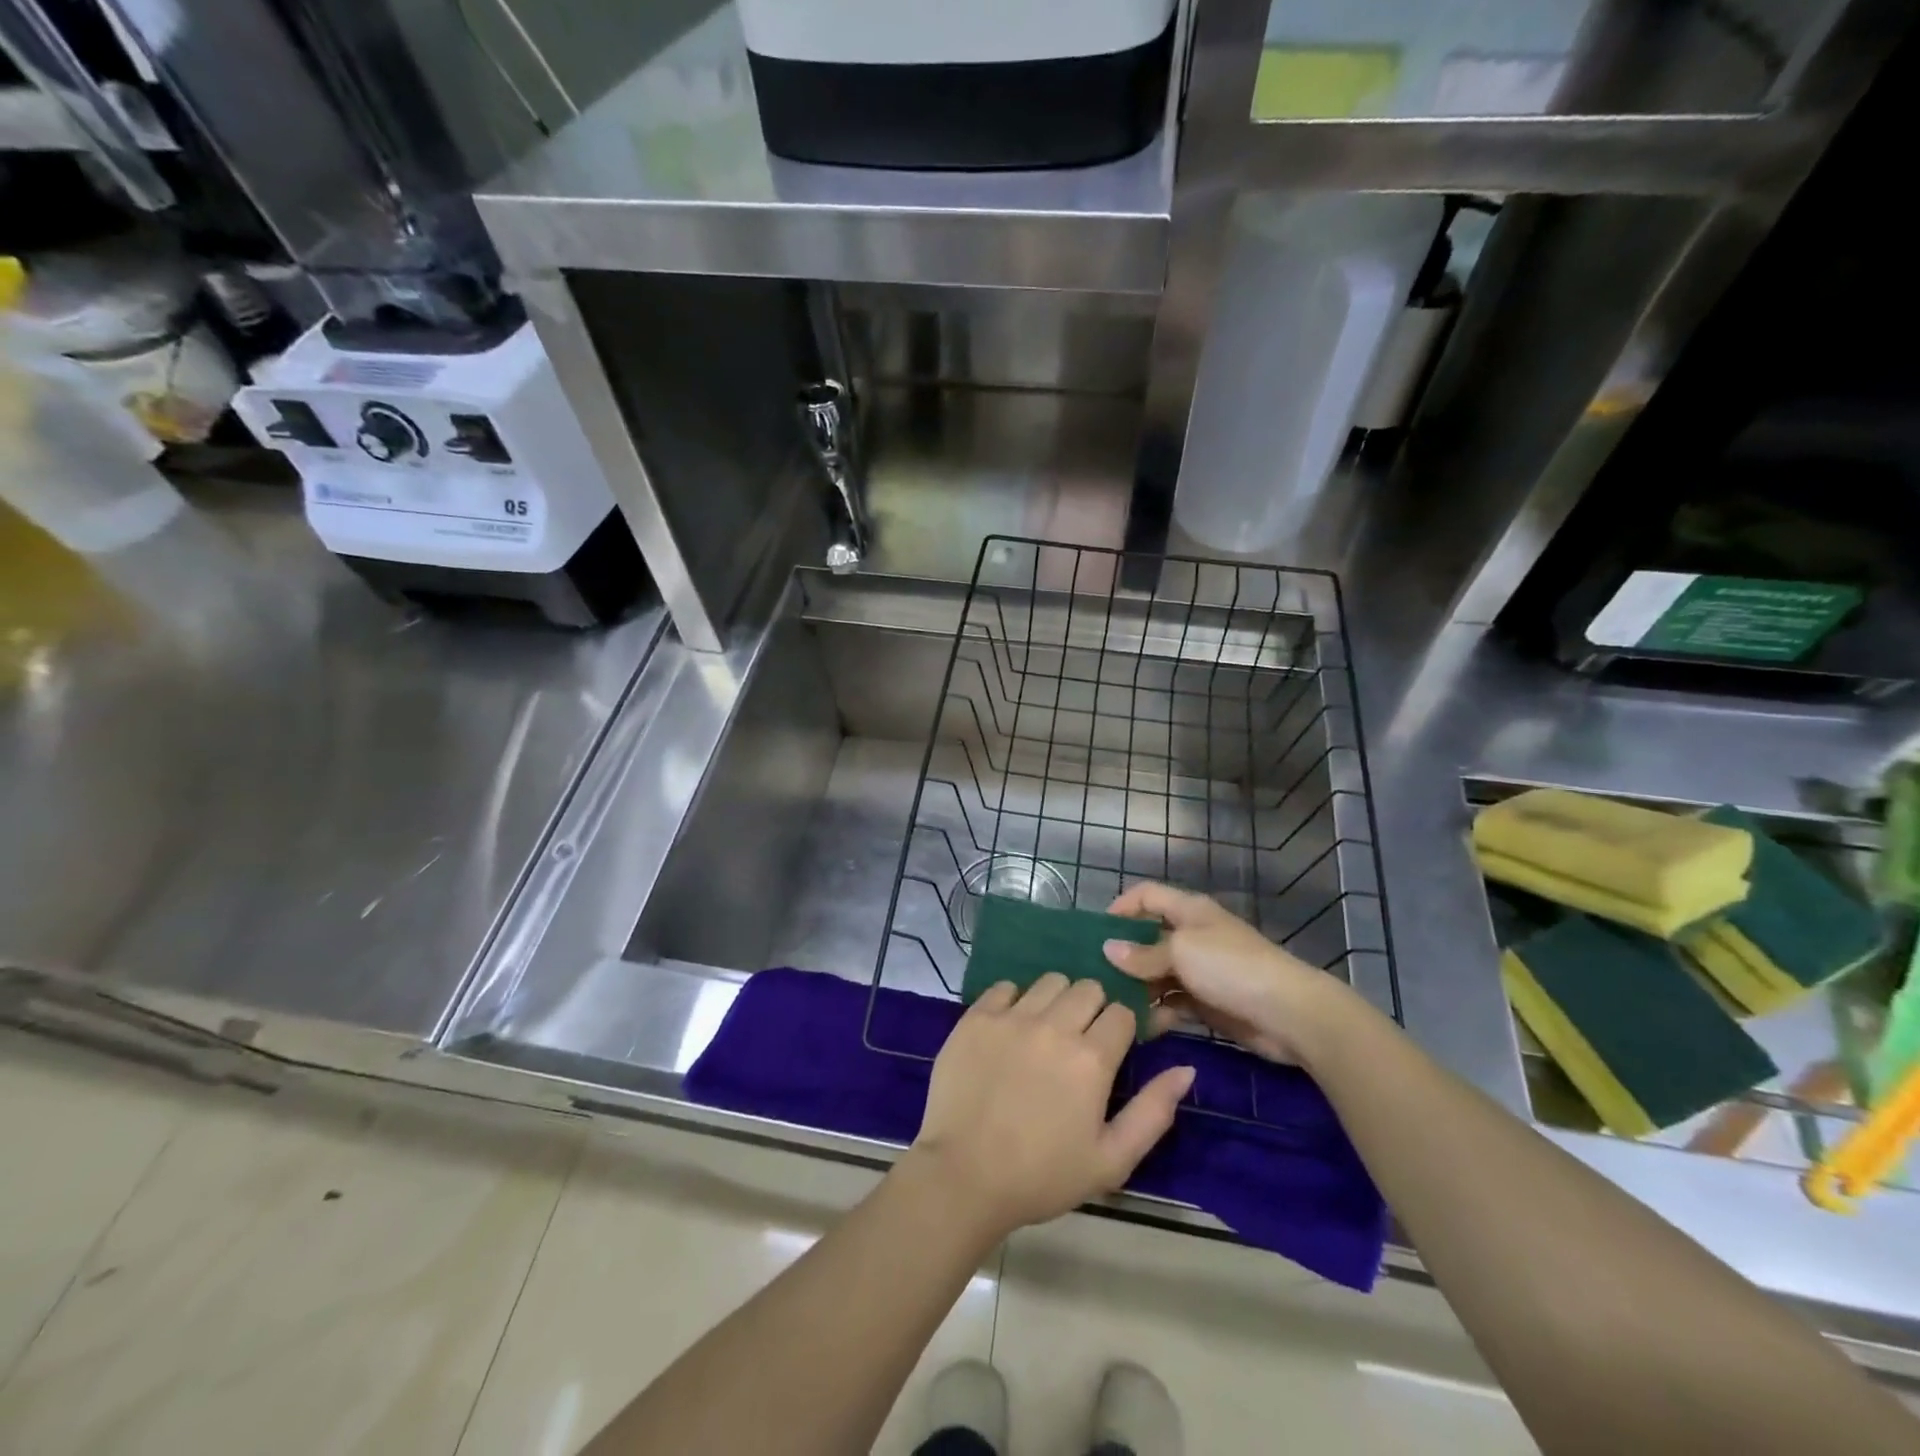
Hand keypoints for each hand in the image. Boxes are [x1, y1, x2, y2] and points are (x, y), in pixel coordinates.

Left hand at [910, 975, 1195, 1238]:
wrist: (963, 1176)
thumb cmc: (1042, 1176)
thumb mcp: (1111, 1160)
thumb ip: (1153, 1111)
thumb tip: (1187, 1068)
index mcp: (1091, 1059)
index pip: (1122, 1013)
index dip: (1123, 1029)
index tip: (1113, 1049)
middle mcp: (1054, 1026)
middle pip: (1088, 988)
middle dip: (1092, 1009)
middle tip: (1080, 1042)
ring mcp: (1011, 1017)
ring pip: (1050, 981)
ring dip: (1056, 1000)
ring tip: (1046, 1032)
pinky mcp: (976, 1017)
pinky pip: (1005, 987)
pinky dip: (1014, 1000)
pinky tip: (1011, 1029)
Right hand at [1101, 883, 1352, 1065]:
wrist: (1290, 1014)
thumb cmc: (1231, 967)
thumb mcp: (1182, 951)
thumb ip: (1143, 953)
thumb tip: (1108, 949)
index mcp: (1188, 910)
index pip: (1146, 895)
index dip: (1121, 907)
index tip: (1095, 933)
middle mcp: (1192, 935)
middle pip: (1148, 937)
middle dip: (1123, 954)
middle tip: (1092, 976)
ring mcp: (1200, 970)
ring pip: (1157, 974)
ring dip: (1137, 988)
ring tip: (1110, 1006)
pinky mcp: (1207, 1002)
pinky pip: (1173, 1003)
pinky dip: (1157, 1012)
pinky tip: (1139, 1026)